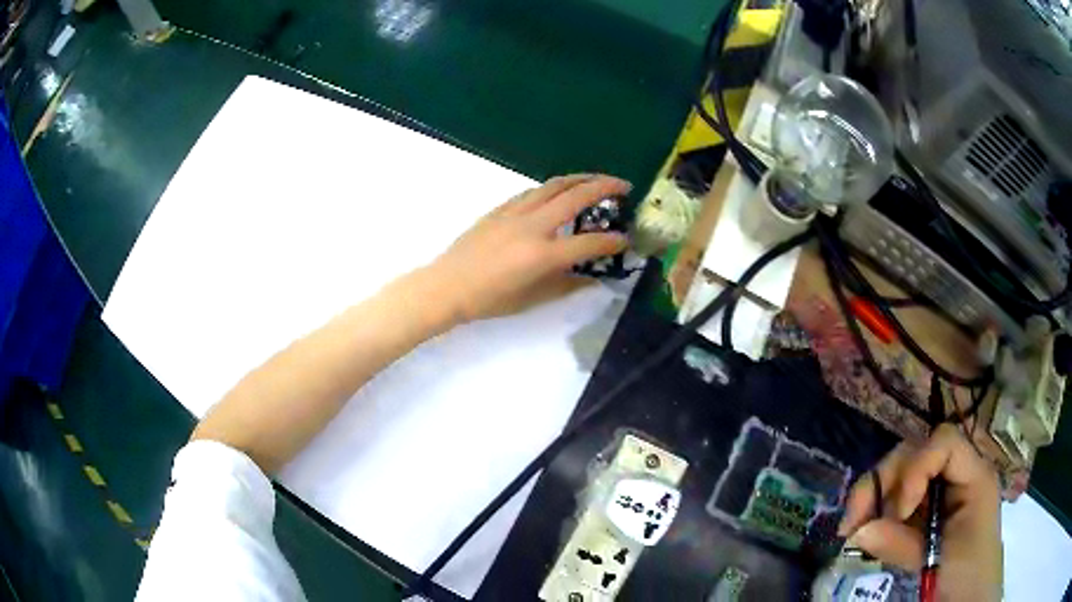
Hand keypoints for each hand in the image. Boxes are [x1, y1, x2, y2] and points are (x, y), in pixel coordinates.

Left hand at [428, 174, 631, 323]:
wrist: (448, 285)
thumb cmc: (490, 299)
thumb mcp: (533, 299)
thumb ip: (567, 285)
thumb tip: (592, 278)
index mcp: (543, 255)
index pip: (589, 243)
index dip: (613, 242)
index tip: (627, 240)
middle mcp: (534, 227)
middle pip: (576, 197)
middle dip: (605, 187)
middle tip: (624, 186)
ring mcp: (516, 213)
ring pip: (554, 185)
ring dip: (580, 178)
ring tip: (596, 180)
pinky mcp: (501, 208)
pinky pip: (533, 191)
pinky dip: (553, 187)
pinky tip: (559, 191)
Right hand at [839, 424, 1002, 600]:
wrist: (972, 593)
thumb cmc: (966, 573)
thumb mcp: (937, 560)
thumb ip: (901, 545)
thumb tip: (857, 532)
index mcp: (973, 474)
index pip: (944, 443)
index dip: (916, 469)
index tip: (899, 513)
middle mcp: (957, 472)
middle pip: (916, 451)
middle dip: (883, 481)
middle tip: (855, 521)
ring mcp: (942, 489)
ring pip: (902, 471)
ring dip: (874, 495)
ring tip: (853, 528)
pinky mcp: (928, 507)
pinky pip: (899, 496)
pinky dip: (878, 509)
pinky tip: (865, 530)